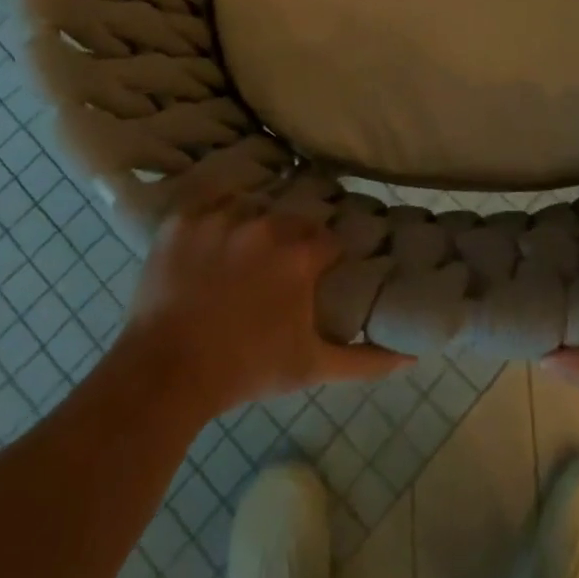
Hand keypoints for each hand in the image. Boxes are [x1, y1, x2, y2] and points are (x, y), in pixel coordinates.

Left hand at [117, 191, 411, 419]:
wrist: (166, 374)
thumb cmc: (245, 370)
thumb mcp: (311, 367)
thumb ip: (365, 361)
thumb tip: (412, 356)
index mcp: (300, 254)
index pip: (328, 241)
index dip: (325, 259)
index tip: (317, 276)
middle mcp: (265, 223)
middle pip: (291, 220)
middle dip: (290, 243)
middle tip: (276, 273)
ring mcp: (221, 216)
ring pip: (251, 207)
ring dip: (253, 227)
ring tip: (241, 259)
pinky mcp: (184, 218)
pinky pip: (210, 203)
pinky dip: (215, 218)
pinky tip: (212, 243)